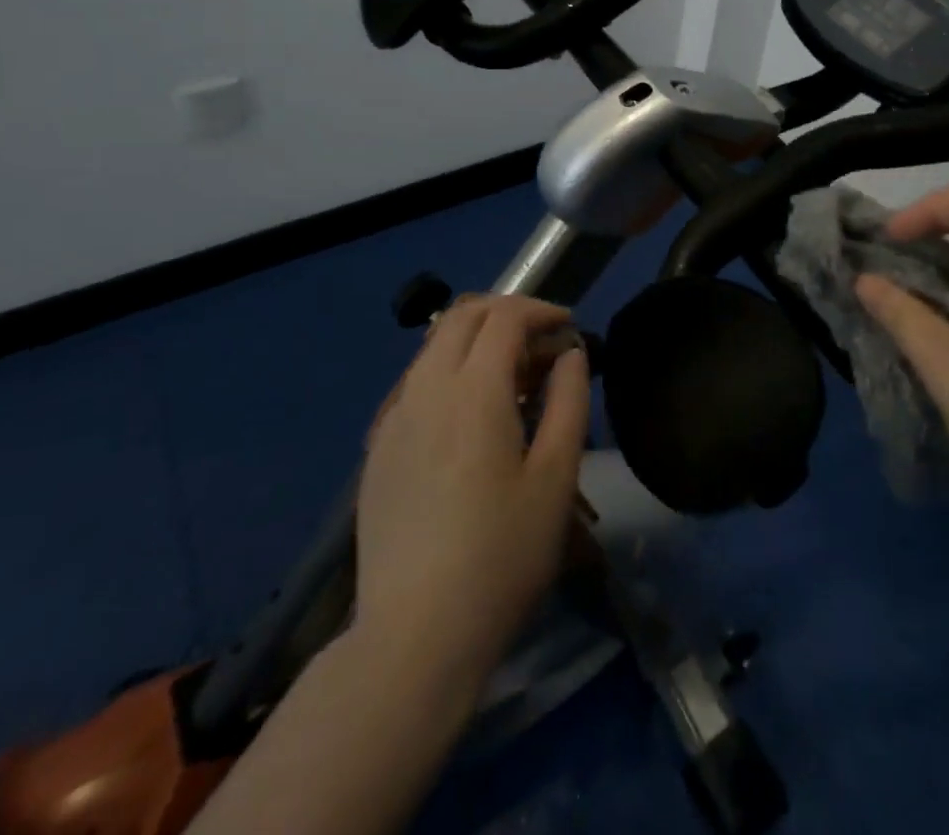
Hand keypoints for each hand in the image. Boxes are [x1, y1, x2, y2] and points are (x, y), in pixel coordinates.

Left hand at [350, 295, 589, 695]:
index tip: (569, 329)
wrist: (414, 637)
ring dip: (477, 341)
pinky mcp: (378, 449)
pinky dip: (450, 372)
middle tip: (542, 344)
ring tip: (513, 380)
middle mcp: (426, 389)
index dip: (541, 310)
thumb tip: (570, 354)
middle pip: (462, 316)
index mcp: (473, 391)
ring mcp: (394, 418)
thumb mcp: (556, 478)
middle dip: (507, 313)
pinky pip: (415, 383)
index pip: (505, 317)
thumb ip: (568, 401)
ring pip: (434, 347)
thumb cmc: (501, 556)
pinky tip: (471, 417)